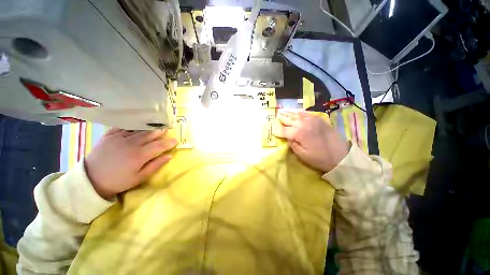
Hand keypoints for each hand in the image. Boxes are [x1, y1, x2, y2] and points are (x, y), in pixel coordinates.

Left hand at [84, 128, 177, 198]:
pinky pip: (124, 127)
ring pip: (139, 129)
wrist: (90, 180)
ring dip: (150, 127)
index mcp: (139, 155)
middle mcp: (131, 144)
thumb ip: (155, 166)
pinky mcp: (109, 135)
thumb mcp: (139, 178)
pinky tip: (138, 124)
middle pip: (150, 134)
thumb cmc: (118, 181)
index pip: (159, 146)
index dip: (169, 143)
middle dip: (161, 131)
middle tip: (168, 128)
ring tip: (157, 125)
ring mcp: (119, 138)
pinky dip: (133, 125)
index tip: (176, 141)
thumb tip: (169, 156)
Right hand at [273, 110, 349, 172]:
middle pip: (289, 120)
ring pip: (296, 115)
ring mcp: (311, 120)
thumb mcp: (302, 155)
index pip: (283, 130)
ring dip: (289, 113)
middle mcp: (303, 124)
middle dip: (281, 118)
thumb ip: (292, 145)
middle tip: (276, 116)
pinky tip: (297, 112)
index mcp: (298, 133)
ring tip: (282, 111)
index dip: (277, 130)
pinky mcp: (318, 119)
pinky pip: (306, 114)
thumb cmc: (319, 158)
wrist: (341, 155)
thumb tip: (287, 138)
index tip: (273, 130)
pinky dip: (300, 113)